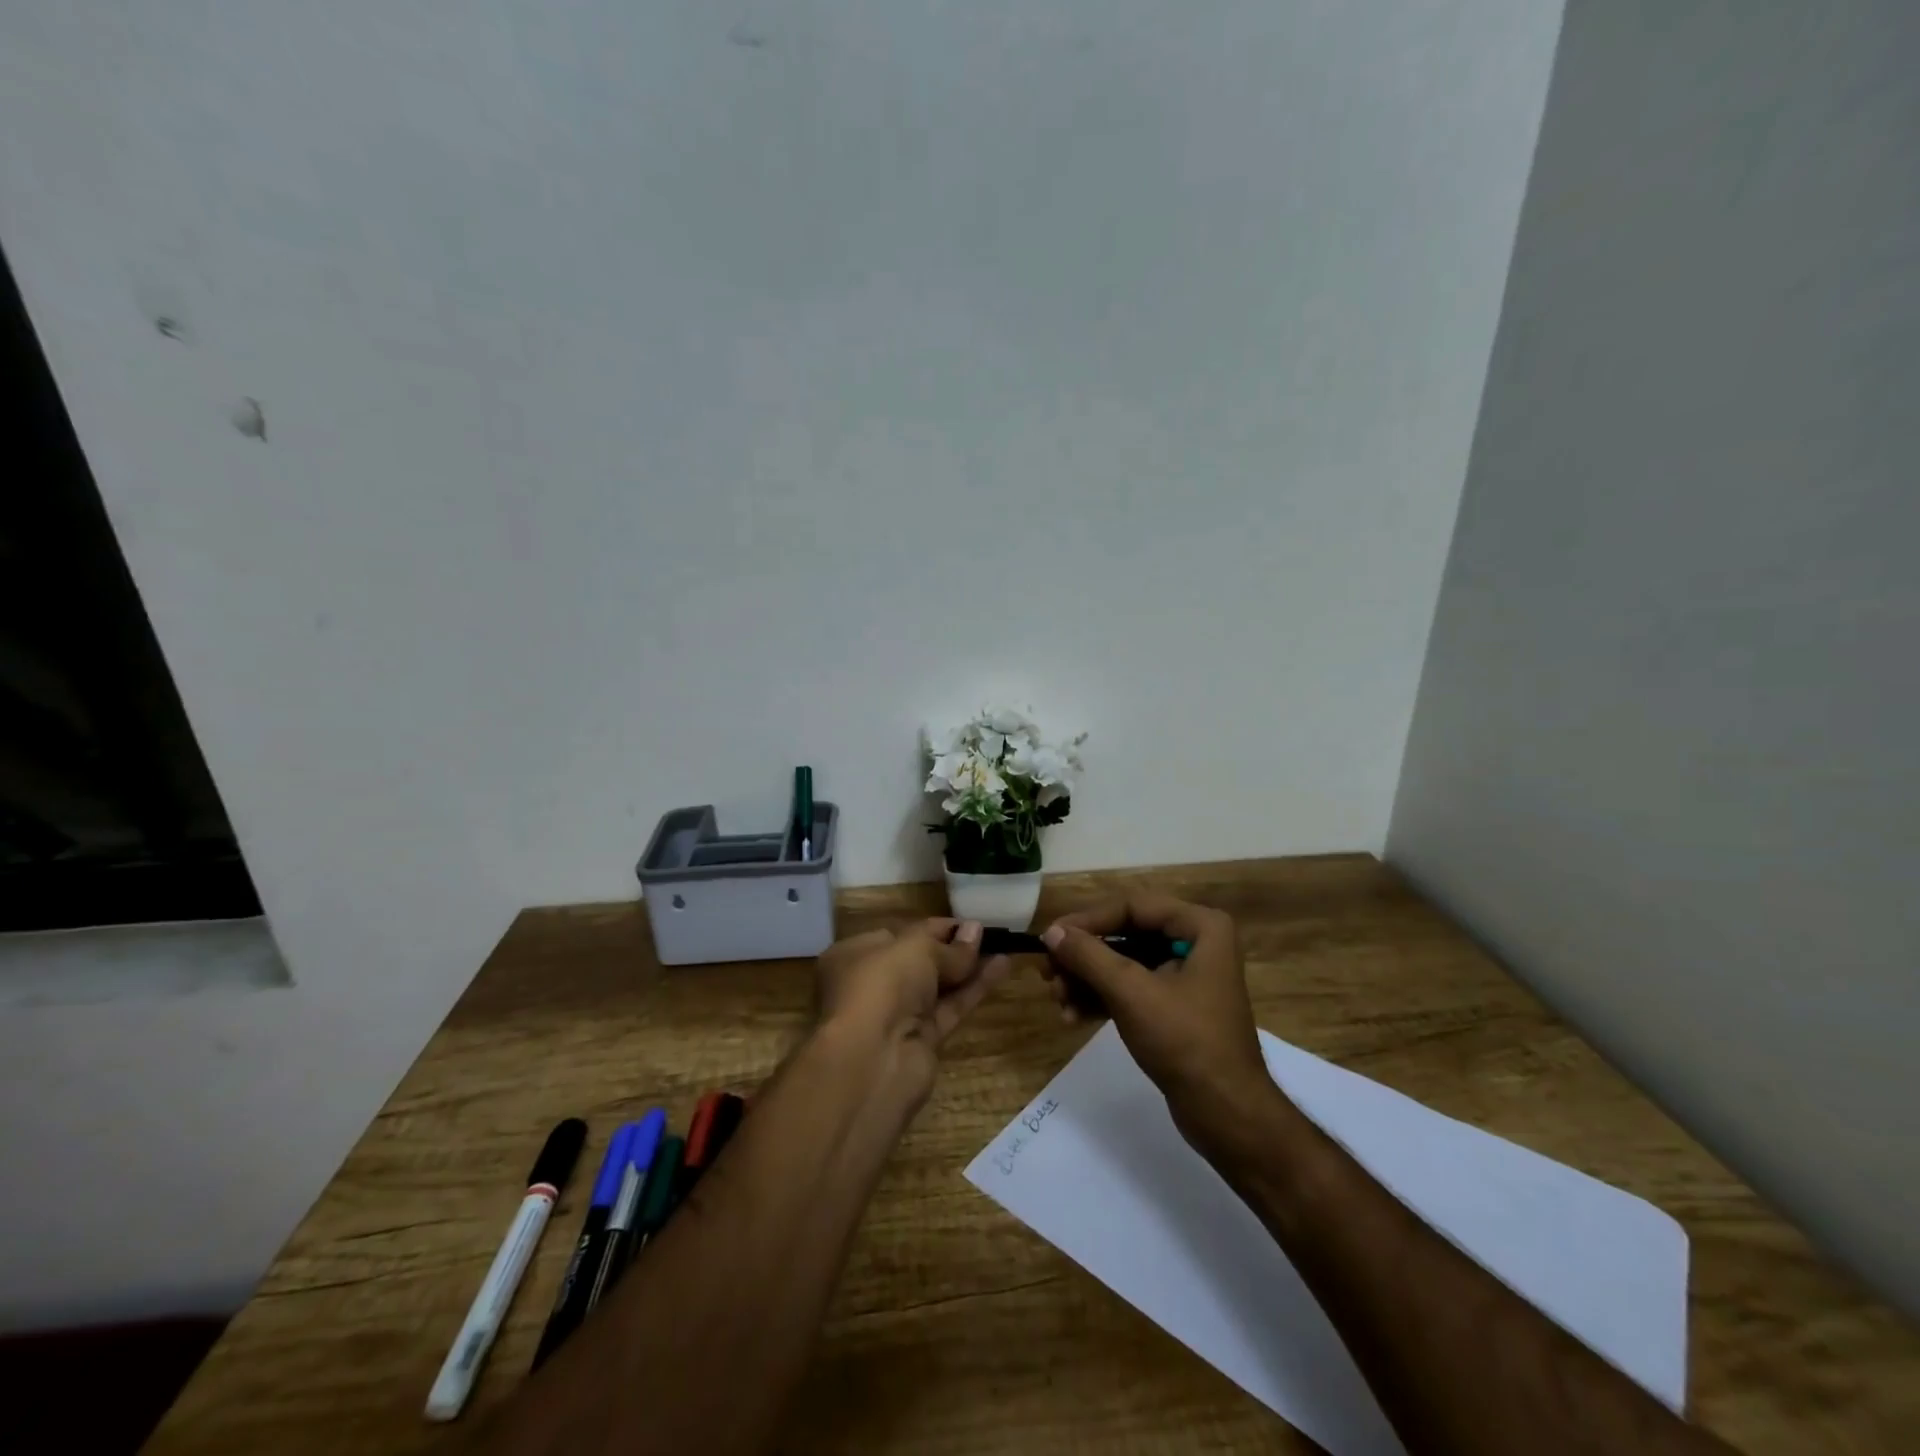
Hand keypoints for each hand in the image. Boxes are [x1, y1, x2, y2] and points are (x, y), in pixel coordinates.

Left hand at [815, 919, 1011, 1087]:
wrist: (872, 1061)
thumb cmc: (882, 985)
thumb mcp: (916, 949)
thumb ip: (949, 945)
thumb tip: (976, 930)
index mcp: (854, 956)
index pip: (898, 935)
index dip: (933, 928)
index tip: (966, 922)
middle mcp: (871, 985)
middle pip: (918, 962)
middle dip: (952, 948)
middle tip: (987, 934)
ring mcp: (896, 1016)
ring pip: (937, 986)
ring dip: (968, 968)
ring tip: (1003, 947)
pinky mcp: (920, 1041)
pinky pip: (950, 1008)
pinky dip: (973, 990)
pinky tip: (1001, 968)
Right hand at [1040, 893, 1277, 1152]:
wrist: (1227, 1115)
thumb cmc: (1186, 1042)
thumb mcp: (1132, 993)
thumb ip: (1088, 956)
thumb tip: (1051, 931)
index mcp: (1200, 926)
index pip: (1131, 906)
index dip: (1087, 920)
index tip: (1050, 938)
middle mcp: (1196, 941)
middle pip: (1124, 934)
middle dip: (1083, 957)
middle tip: (1048, 974)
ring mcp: (1185, 975)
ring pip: (1123, 963)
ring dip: (1087, 980)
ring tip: (1058, 1001)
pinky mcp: (1174, 1006)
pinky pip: (1131, 988)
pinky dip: (1102, 999)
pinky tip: (1073, 1016)